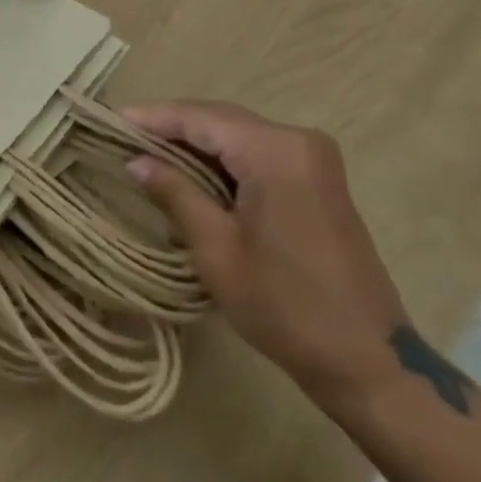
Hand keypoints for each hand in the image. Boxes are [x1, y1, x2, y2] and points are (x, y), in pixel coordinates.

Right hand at [124, 100, 411, 405]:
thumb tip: (135, 160)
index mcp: (275, 151)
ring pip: (238, 136)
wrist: (370, 364)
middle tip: (124, 137)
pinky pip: (257, 154)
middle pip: (220, 120)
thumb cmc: (285, 307)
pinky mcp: (317, 180)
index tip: (110, 119)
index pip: (200, 118)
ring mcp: (313, 159)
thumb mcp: (216, 250)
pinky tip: (191, 173)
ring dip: (196, 145)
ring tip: (148, 153)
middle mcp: (297, 140)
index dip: (152, 117)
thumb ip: (174, 193)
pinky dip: (222, 161)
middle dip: (171, 128)